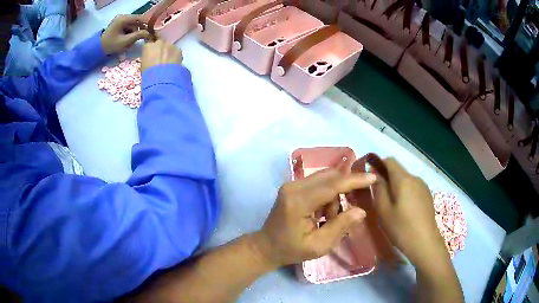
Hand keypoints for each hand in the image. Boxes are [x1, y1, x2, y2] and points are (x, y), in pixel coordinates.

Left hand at [101, 15, 151, 54]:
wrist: (97, 50)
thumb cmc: (110, 45)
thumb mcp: (125, 41)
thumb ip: (138, 36)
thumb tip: (150, 33)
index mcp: (123, 19)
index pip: (139, 18)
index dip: (147, 24)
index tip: (152, 31)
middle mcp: (122, 17)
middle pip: (136, 22)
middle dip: (138, 31)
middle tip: (137, 41)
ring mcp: (120, 21)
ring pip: (132, 25)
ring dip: (133, 34)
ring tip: (129, 43)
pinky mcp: (118, 25)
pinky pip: (128, 27)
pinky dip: (129, 34)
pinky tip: (125, 41)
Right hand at [141, 39, 182, 71]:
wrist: (162, 79)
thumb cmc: (148, 75)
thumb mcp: (143, 66)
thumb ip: (146, 59)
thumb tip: (149, 59)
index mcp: (148, 47)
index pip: (148, 45)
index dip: (150, 51)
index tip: (150, 56)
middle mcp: (159, 43)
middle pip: (159, 43)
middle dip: (159, 49)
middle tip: (160, 59)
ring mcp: (170, 45)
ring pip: (169, 47)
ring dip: (168, 52)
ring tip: (168, 62)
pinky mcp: (179, 50)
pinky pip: (176, 52)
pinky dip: (175, 56)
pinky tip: (174, 64)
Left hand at [253, 169, 376, 267]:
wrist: (266, 246)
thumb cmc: (291, 250)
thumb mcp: (319, 246)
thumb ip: (340, 226)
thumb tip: (361, 210)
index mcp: (298, 202)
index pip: (332, 185)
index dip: (354, 181)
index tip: (372, 178)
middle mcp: (294, 187)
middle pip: (330, 177)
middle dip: (345, 190)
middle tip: (348, 210)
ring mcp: (292, 184)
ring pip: (326, 179)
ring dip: (334, 197)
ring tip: (327, 219)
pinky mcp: (293, 186)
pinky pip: (319, 183)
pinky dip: (327, 196)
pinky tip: (321, 214)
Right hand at [373, 158, 448, 269]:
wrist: (425, 242)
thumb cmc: (402, 228)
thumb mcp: (384, 211)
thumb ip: (379, 190)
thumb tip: (375, 176)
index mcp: (403, 179)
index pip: (389, 160)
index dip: (379, 165)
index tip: (372, 180)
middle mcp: (415, 178)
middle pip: (398, 171)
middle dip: (387, 179)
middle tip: (380, 198)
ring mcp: (423, 186)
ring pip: (406, 180)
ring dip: (397, 187)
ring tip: (393, 207)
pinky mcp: (428, 195)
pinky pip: (413, 188)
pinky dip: (406, 193)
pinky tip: (405, 211)